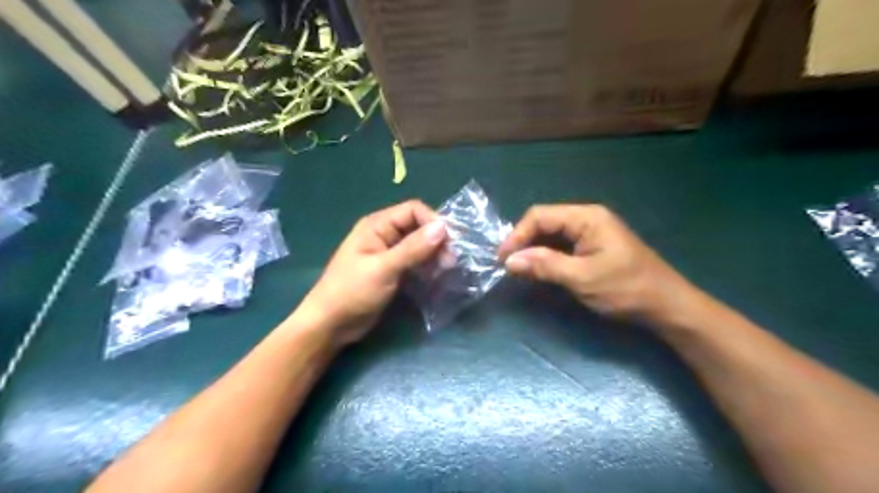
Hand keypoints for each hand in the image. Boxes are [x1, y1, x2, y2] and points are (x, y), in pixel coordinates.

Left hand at [296, 201, 446, 345]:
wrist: (331, 325)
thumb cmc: (352, 292)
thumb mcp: (384, 269)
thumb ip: (413, 248)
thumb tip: (443, 227)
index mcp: (377, 225)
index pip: (413, 211)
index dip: (433, 221)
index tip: (450, 242)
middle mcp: (385, 235)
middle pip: (418, 227)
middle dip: (437, 240)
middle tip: (451, 261)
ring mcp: (389, 253)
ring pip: (419, 245)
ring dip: (434, 254)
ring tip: (446, 270)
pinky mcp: (393, 271)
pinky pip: (416, 261)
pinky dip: (427, 266)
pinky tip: (436, 277)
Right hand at [501, 203, 701, 326]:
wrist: (666, 305)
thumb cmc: (626, 289)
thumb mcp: (582, 278)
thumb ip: (545, 265)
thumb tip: (510, 261)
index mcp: (587, 217)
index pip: (540, 216)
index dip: (517, 234)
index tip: (503, 258)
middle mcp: (587, 218)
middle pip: (545, 222)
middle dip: (524, 241)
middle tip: (508, 265)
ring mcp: (591, 232)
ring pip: (552, 234)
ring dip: (534, 250)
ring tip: (519, 269)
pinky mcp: (593, 246)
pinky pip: (562, 245)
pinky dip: (547, 256)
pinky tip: (539, 269)